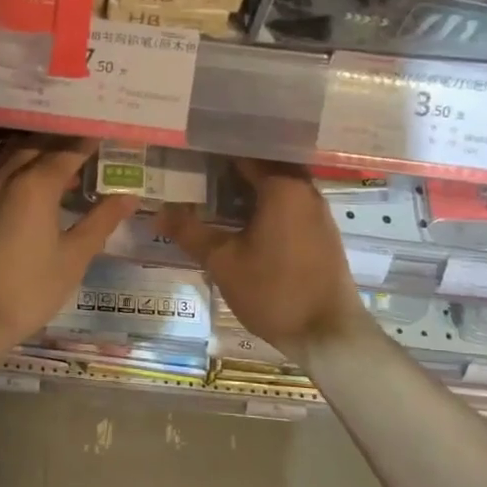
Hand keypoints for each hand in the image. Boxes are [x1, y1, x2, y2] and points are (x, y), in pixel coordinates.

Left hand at [0, 137, 135, 354]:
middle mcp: (5, 178)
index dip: (88, 143)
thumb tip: (129, 197)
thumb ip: (101, 221)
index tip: (104, 137)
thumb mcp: (74, 257)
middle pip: (36, 146)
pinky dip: (13, 171)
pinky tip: (23, 192)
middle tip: (84, 149)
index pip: (67, 151)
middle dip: (61, 143)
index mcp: (35, 185)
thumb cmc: (29, 290)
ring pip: (9, 157)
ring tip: (57, 169)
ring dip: (35, 154)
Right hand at [158, 159, 368, 359]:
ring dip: (247, 188)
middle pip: (262, 166)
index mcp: (282, 186)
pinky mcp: (321, 231)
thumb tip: (158, 213)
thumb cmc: (274, 291)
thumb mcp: (222, 262)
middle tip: (194, 172)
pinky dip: (264, 204)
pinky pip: (288, 204)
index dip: (212, 151)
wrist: (328, 334)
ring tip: (211, 195)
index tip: (186, 152)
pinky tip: (240, 221)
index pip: (243, 152)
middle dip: (229, 168)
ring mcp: (317, 211)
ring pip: (276, 186)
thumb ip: (190, 232)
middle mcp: (304, 189)